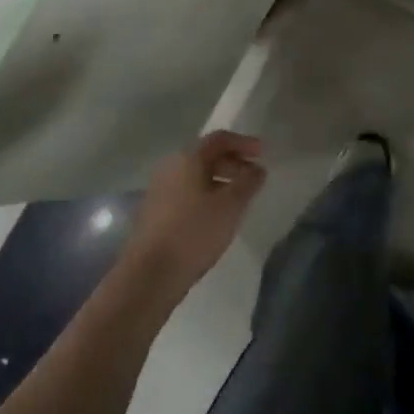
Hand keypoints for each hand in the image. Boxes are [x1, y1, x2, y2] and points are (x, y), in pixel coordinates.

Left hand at [124, 131, 266, 299]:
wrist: (150, 275)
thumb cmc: (194, 232)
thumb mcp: (231, 206)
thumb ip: (248, 182)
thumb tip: (257, 169)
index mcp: (188, 159)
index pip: (219, 139)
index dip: (244, 143)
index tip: (263, 154)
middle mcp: (170, 167)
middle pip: (206, 156)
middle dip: (233, 163)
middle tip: (253, 177)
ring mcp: (159, 190)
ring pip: (196, 176)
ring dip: (220, 181)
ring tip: (239, 199)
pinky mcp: (154, 212)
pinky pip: (186, 192)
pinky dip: (206, 195)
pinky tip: (216, 216)